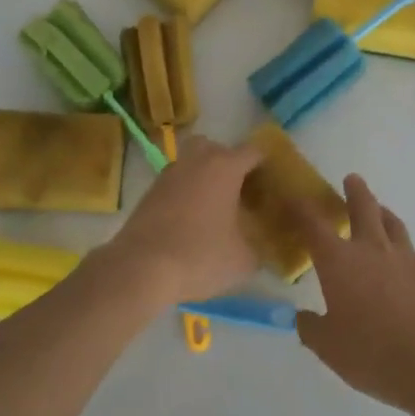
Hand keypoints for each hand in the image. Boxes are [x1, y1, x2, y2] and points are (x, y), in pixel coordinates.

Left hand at [106, 133, 264, 308]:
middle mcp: (197, 160)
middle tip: (241, 193)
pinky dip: (186, 192)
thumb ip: (259, 247)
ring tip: (216, 208)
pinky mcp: (150, 190)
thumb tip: (261, 246)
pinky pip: (177, 181)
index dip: (267, 166)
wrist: (141, 267)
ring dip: (205, 177)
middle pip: (218, 148)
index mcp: (225, 166)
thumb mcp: (244, 259)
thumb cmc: (200, 256)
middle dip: (231, 165)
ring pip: (193, 162)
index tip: (274, 185)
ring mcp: (169, 172)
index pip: (254, 152)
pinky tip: (192, 220)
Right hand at [293, 175, 414, 415]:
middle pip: (362, 207)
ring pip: (393, 224)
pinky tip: (404, 266)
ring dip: (383, 213)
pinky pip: (414, 253)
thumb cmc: (374, 354)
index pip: (312, 224)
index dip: (300, 208)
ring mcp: (407, 258)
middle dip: (354, 191)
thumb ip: (312, 329)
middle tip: (352, 180)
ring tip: (380, 211)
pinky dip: (404, 252)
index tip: (292, 197)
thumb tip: (302, 317)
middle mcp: (372, 249)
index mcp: (339, 262)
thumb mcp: (330, 348)